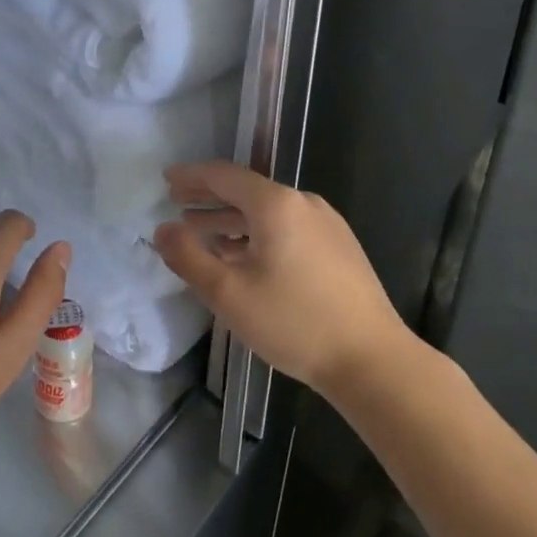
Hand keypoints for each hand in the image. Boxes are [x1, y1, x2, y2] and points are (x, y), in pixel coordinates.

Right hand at [153, 160, 416, 398]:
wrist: (373, 361)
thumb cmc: (294, 322)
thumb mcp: (228, 293)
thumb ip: (188, 257)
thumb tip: (163, 230)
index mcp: (276, 204)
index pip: (224, 175)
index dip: (192, 176)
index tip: (167, 178)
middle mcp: (303, 203)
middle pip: (246, 189)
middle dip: (209, 196)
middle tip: (176, 200)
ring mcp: (326, 225)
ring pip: (267, 212)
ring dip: (231, 218)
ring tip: (201, 231)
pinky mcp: (339, 248)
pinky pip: (287, 227)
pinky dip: (257, 233)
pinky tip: (243, 255)